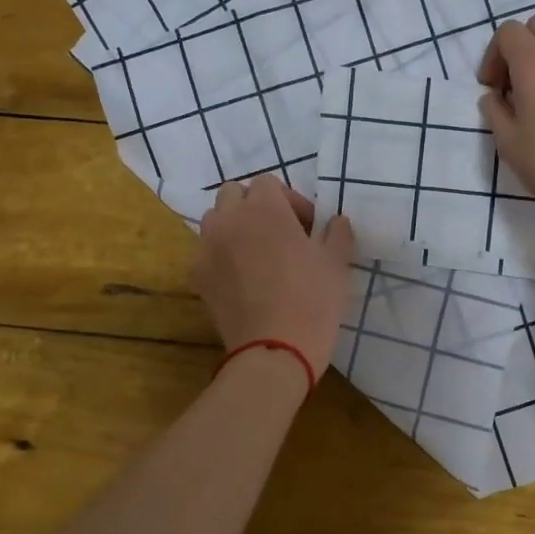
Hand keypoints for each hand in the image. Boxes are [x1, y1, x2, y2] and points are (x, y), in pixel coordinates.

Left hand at [192, 177, 355, 377]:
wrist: (274, 350)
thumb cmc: (312, 299)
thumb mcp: (338, 262)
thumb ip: (337, 231)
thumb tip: (335, 221)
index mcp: (264, 208)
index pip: (268, 183)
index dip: (290, 201)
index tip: (308, 227)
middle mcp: (229, 219)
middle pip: (234, 194)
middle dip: (255, 206)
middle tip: (280, 234)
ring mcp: (207, 247)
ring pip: (216, 220)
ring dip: (234, 226)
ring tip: (257, 254)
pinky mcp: (197, 276)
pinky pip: (206, 252)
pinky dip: (221, 255)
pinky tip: (241, 279)